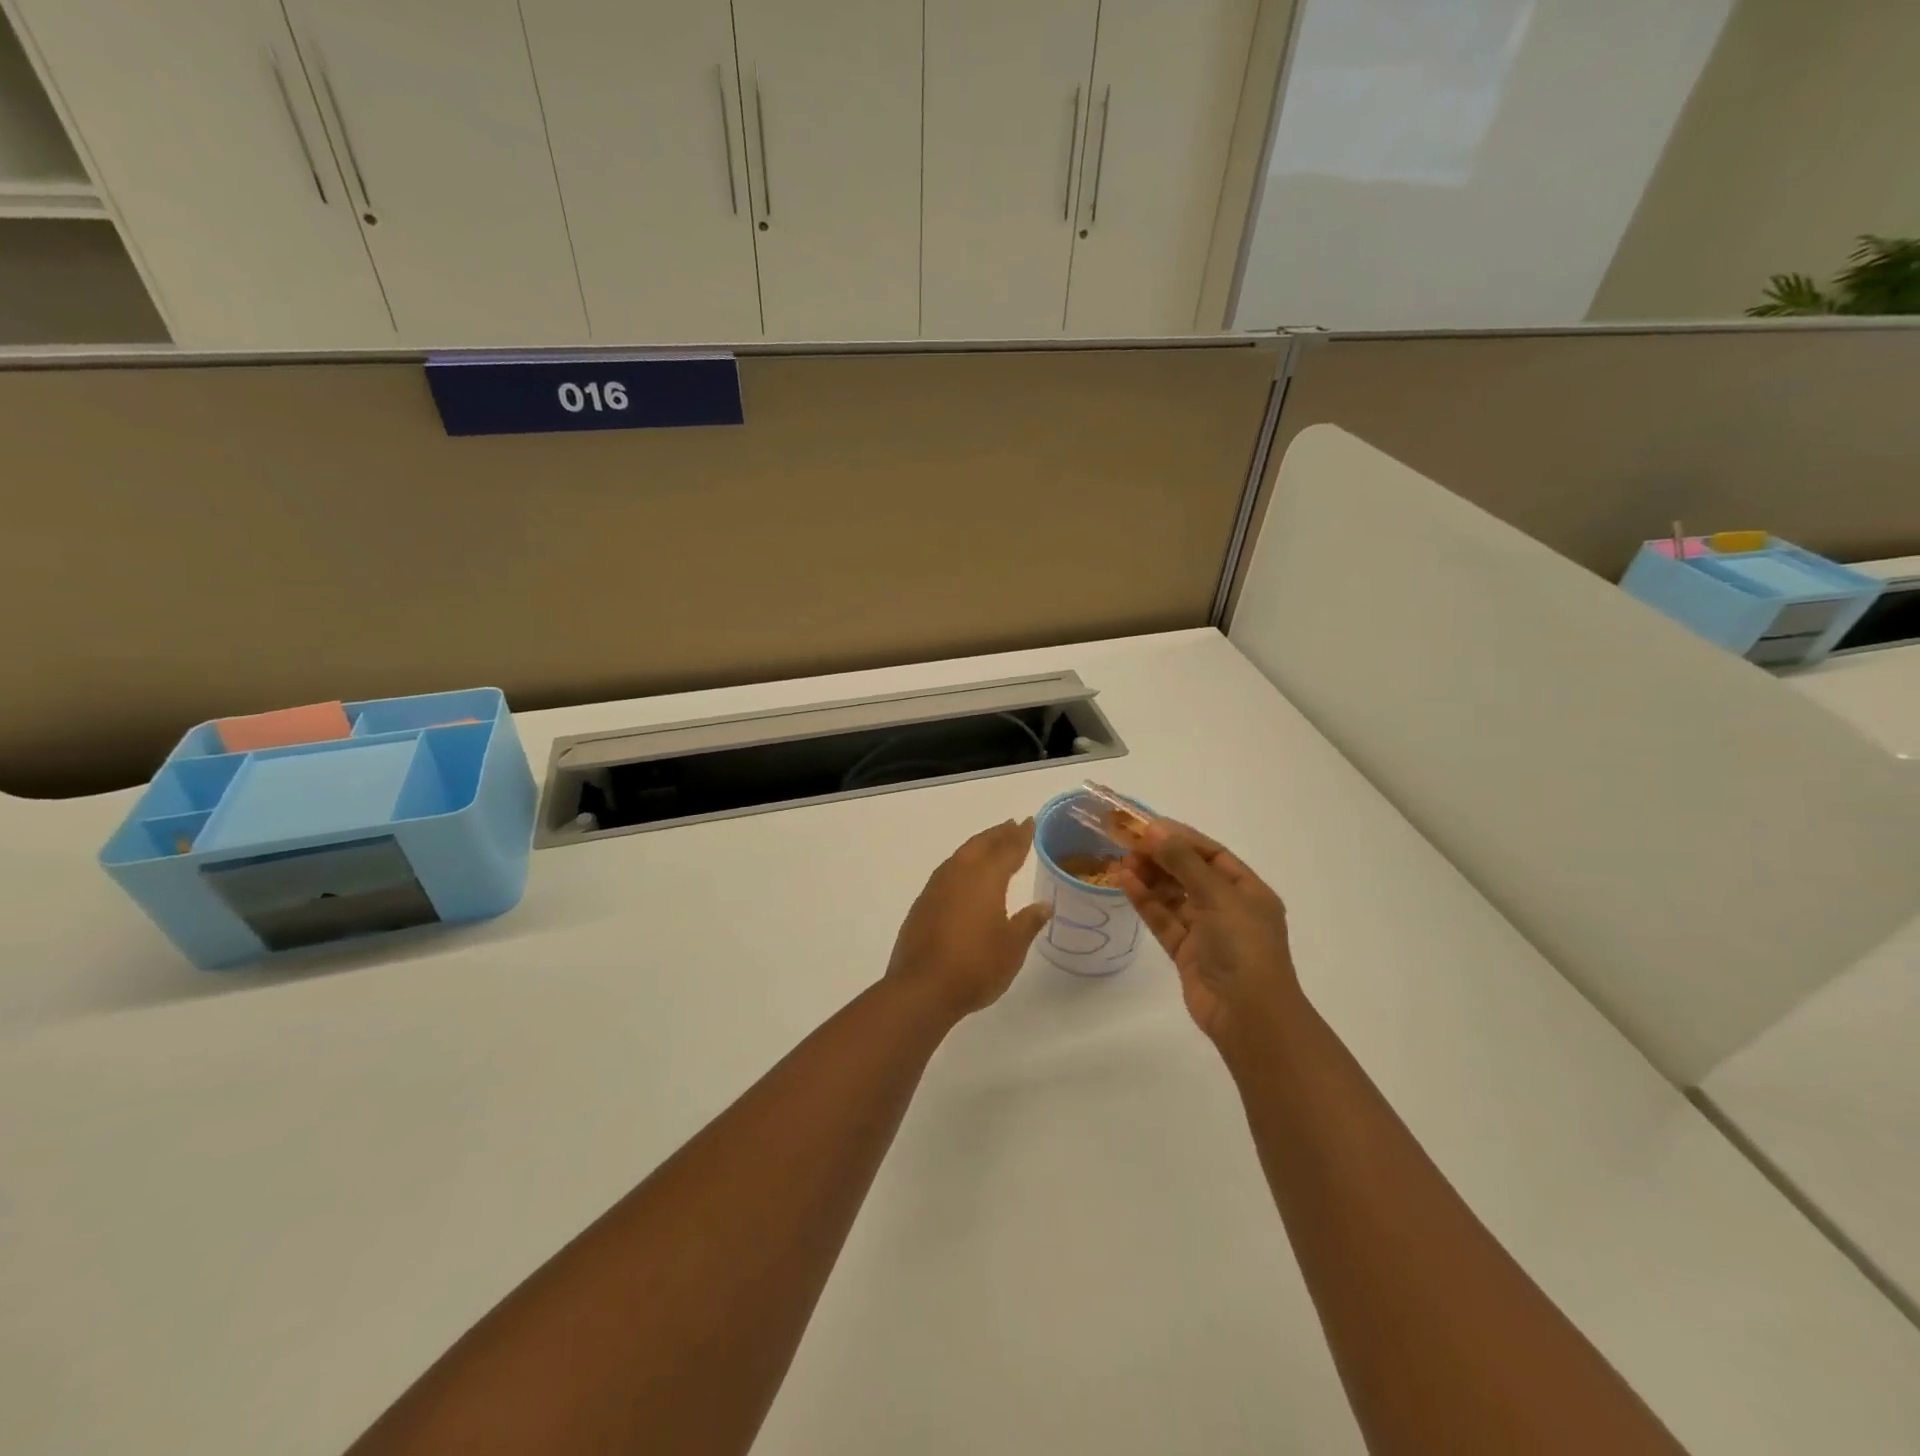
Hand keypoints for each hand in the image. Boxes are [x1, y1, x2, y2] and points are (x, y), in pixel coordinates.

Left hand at [886, 819, 1051, 1018]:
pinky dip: (961, 863)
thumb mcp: (1013, 947)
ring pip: (961, 855)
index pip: (1008, 849)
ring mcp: (937, 887)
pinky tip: (964, 874)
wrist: (922, 988)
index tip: (1029, 822)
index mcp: (986, 879)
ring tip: (991, 843)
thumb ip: (1028, 922)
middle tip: (1012, 826)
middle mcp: (960, 874)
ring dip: (978, 845)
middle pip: (981, 845)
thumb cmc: (976, 966)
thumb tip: (1044, 904)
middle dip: (998, 834)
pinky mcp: (922, 903)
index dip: (1021, 836)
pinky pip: (947, 870)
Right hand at [1116, 820, 1299, 1044]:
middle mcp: (1228, 908)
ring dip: (1149, 878)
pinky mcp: (1185, 952)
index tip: (1148, 826)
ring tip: (1121, 863)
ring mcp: (1206, 931)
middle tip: (1128, 844)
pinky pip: (1163, 919)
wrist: (1248, 1016)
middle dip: (1161, 857)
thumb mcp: (1217, 896)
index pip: (1212, 854)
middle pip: (1189, 873)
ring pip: (1173, 896)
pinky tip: (1124, 883)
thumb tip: (1156, 830)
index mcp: (1248, 891)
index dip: (1181, 838)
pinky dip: (1145, 901)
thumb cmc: (1243, 947)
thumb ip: (1184, 862)